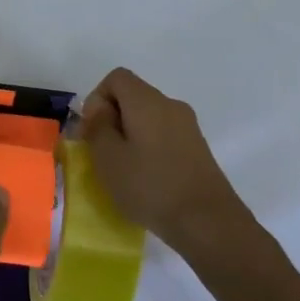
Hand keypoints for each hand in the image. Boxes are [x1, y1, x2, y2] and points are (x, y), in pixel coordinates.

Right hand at [79, 68, 256, 256]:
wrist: (208, 222)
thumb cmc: (150, 186)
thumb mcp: (108, 157)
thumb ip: (97, 126)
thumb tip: (99, 109)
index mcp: (147, 101)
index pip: (116, 78)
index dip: (97, 98)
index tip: (92, 130)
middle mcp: (170, 105)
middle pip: (133, 96)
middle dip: (112, 118)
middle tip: (101, 152)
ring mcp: (188, 127)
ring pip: (148, 118)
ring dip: (129, 135)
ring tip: (122, 169)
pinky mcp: (198, 149)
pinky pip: (164, 135)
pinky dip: (148, 147)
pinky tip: (146, 178)